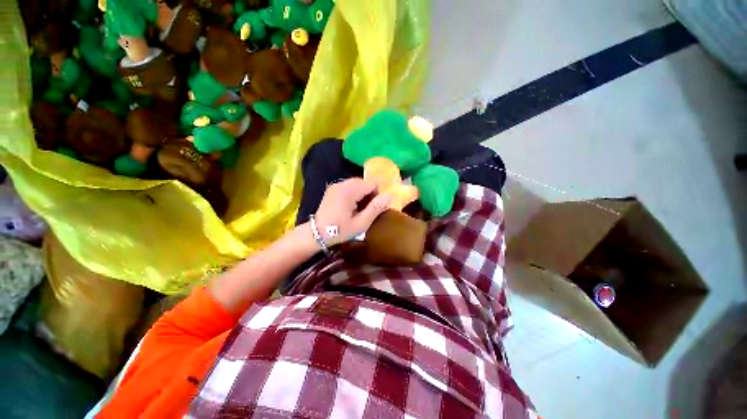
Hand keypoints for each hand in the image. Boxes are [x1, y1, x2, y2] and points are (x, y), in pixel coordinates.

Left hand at [314, 178, 391, 245]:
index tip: (372, 208)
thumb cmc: (340, 230)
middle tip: (365, 210)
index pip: (372, 183)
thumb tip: (389, 195)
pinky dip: (354, 193)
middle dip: (369, 194)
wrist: (316, 233)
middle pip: (365, 182)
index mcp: (349, 191)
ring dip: (362, 194)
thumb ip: (376, 208)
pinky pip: (349, 186)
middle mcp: (342, 184)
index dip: (377, 194)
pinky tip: (349, 206)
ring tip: (357, 209)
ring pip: (357, 183)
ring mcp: (336, 185)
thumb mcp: (361, 223)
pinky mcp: (332, 188)